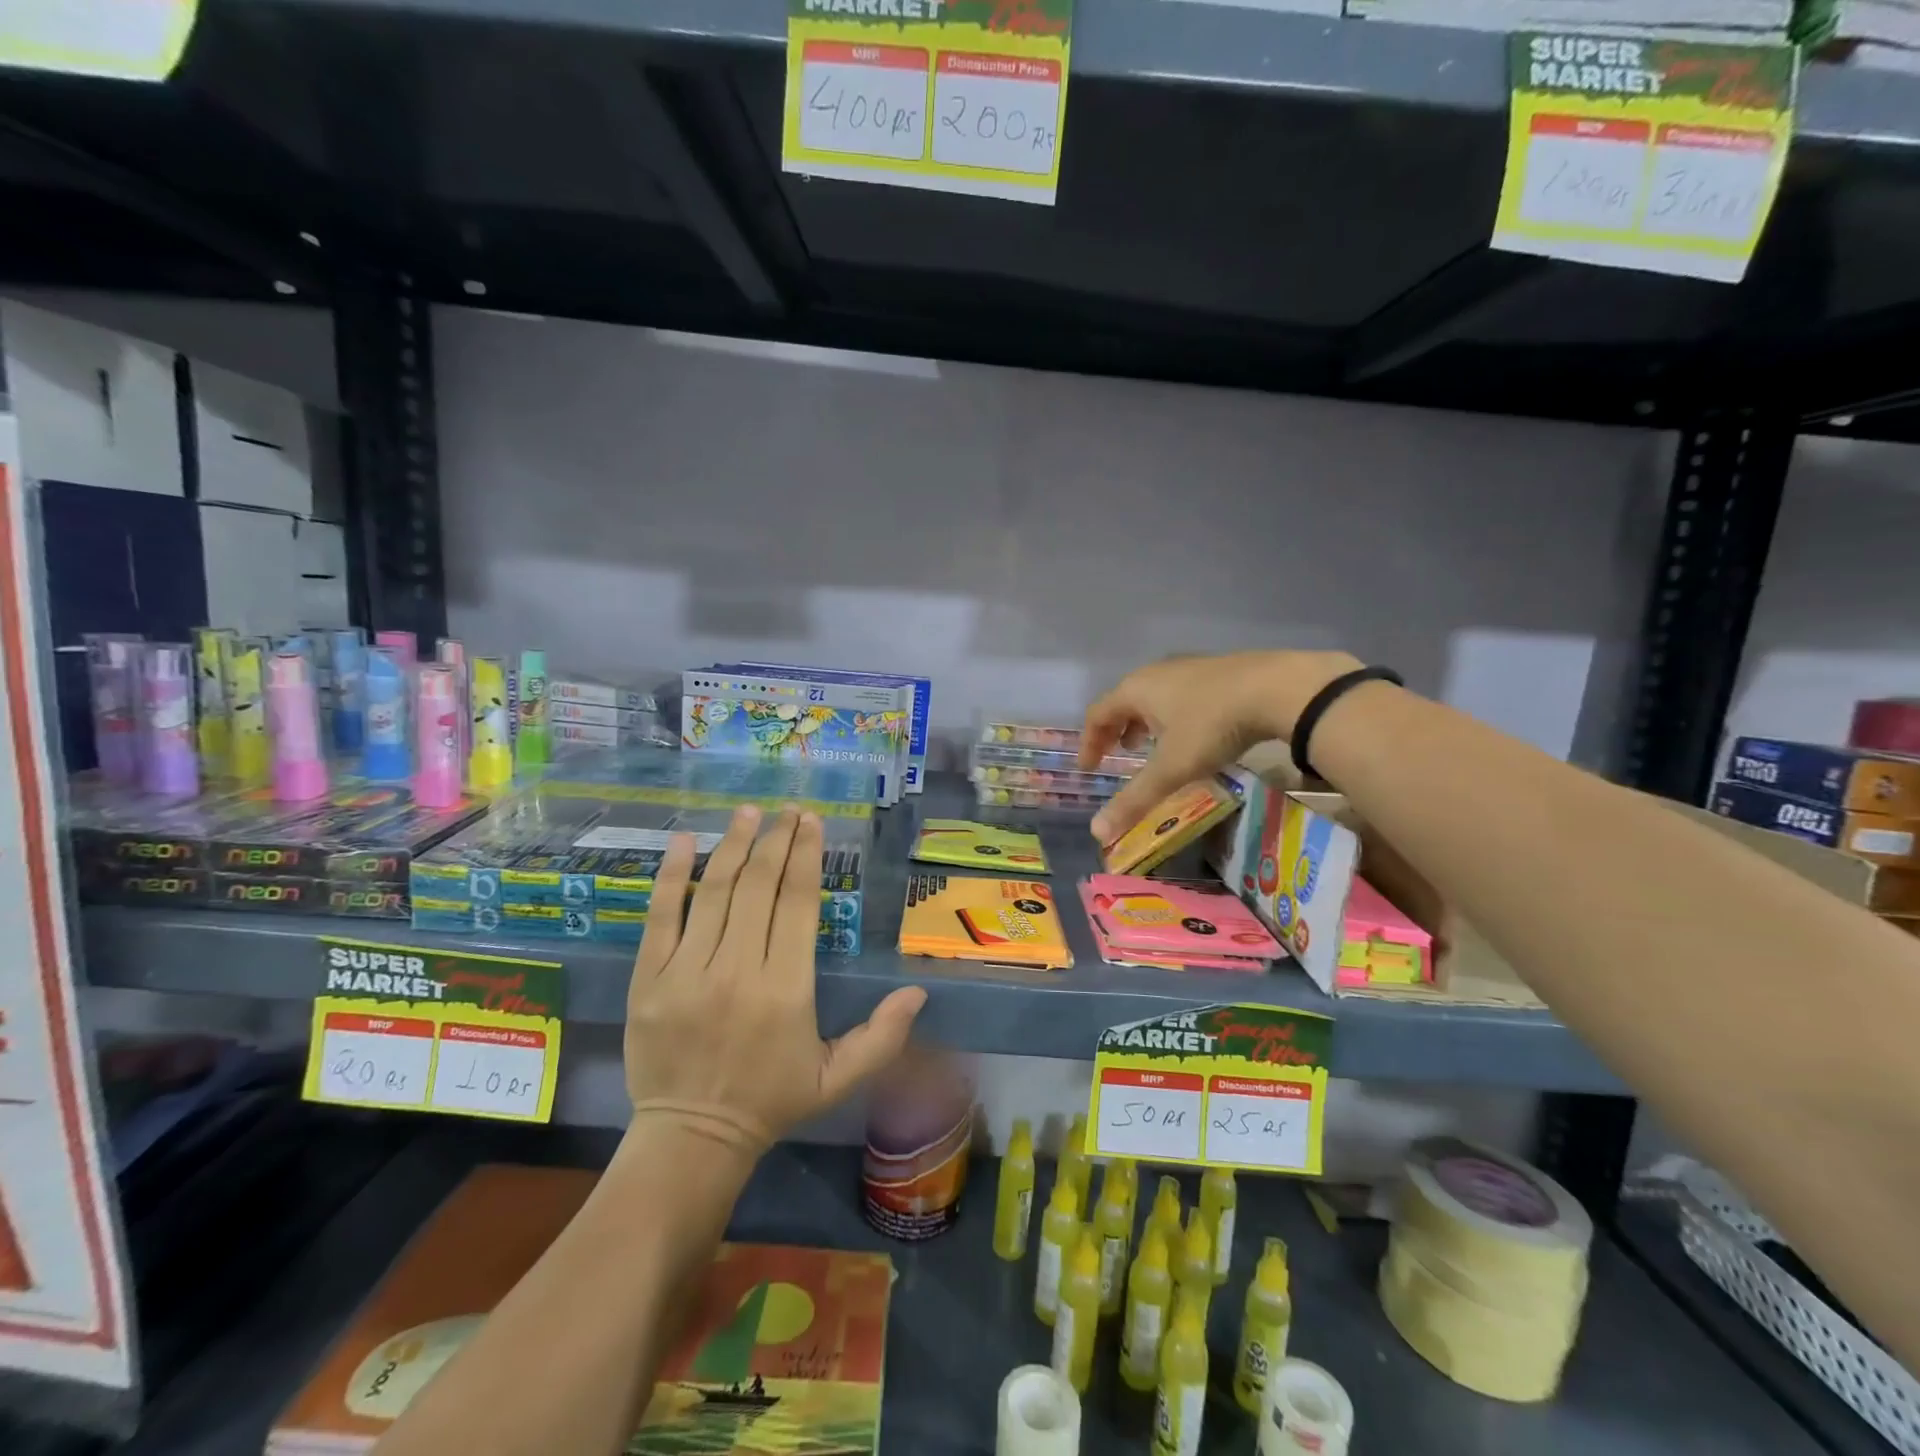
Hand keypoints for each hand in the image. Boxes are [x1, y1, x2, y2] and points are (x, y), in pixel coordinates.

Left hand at [624, 804, 925, 1155]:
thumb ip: (881, 1036)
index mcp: (786, 989)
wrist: (690, 1138)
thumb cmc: (771, 1101)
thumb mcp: (837, 1078)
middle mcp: (737, 970)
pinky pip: (660, 916)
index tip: (812, 822)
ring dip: (734, 845)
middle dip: (777, 841)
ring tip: (750, 813)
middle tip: (788, 810)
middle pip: (758, 887)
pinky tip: (686, 840)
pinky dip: (672, 875)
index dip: (807, 856)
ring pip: (713, 892)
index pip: (798, 904)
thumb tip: (919, 992)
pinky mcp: (648, 979)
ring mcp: (686, 972)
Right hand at [1081, 650, 1361, 841]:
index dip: (1089, 742)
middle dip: (1116, 731)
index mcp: (1135, 689)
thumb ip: (1134, 800)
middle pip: (1123, 701)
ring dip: (1145, 722)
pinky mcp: (1217, 670)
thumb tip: (1097, 833)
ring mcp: (1188, 668)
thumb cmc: (1211, 725)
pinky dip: (1172, 715)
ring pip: (1153, 696)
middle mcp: (1156, 673)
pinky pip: (1180, 694)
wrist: (1277, 687)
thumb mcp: (1171, 768)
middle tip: (1118, 756)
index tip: (1089, 768)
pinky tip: (1193, 734)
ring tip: (1153, 747)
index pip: (1097, 714)